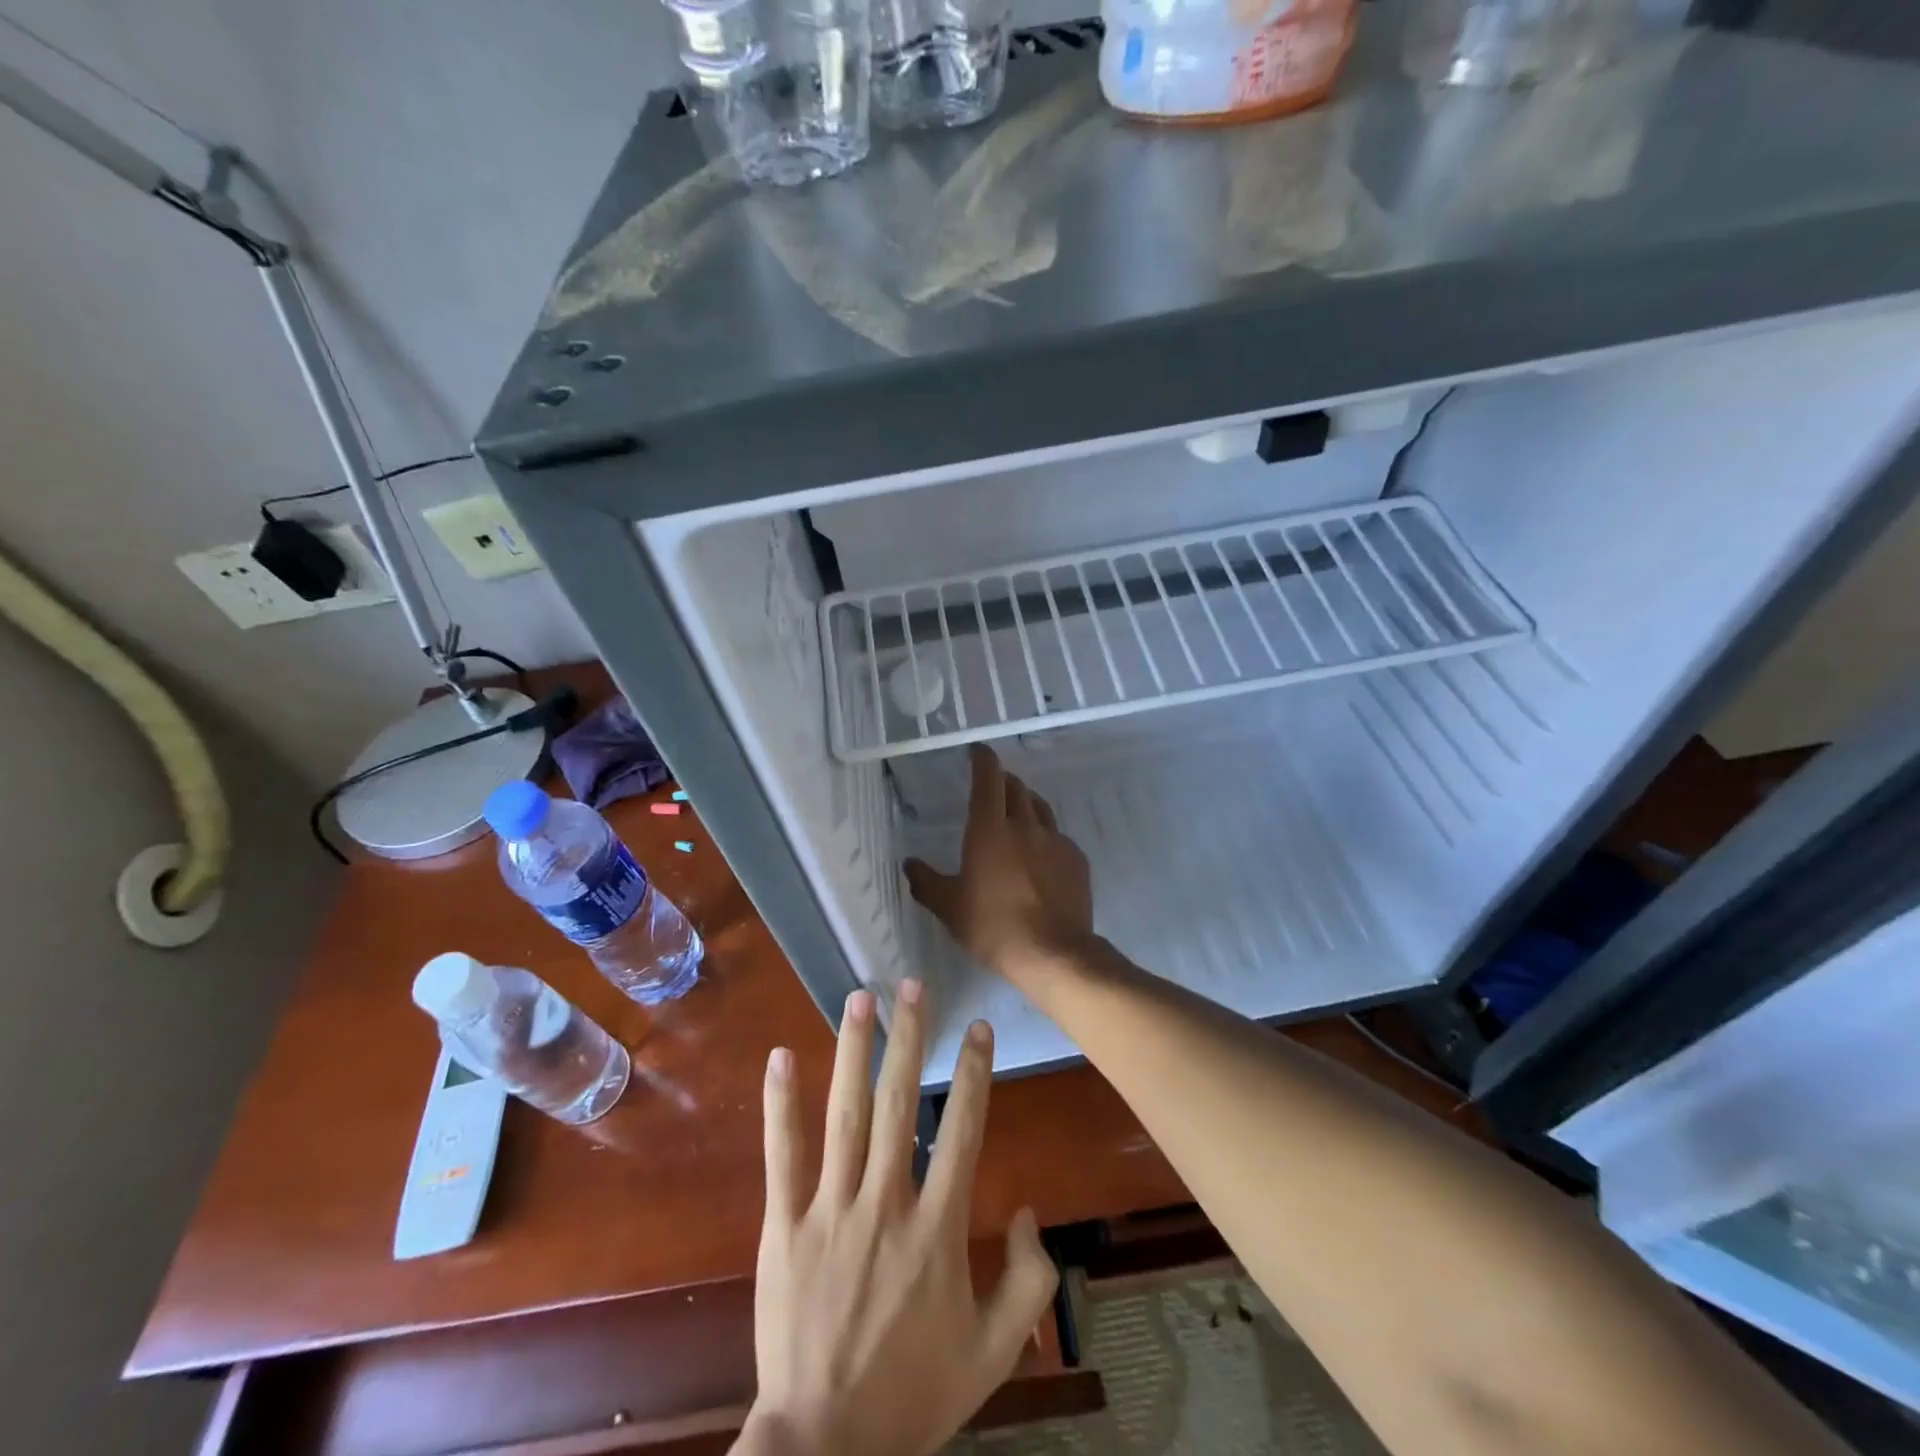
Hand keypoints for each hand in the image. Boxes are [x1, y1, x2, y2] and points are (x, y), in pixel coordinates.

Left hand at [742, 980, 1058, 1455]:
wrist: (825, 1450)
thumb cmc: (914, 1394)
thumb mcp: (994, 1353)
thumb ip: (1028, 1281)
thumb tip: (1031, 1209)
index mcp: (937, 1230)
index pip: (961, 1131)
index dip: (973, 1074)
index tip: (977, 1026)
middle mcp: (885, 1204)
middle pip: (898, 1104)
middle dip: (909, 1038)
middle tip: (912, 983)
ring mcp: (830, 1211)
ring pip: (844, 1115)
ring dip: (853, 1051)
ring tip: (860, 997)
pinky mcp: (784, 1227)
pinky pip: (783, 1156)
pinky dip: (780, 1104)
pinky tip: (781, 1056)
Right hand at [905, 745, 1094, 988]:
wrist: (1054, 954)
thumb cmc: (994, 927)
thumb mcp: (950, 908)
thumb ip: (927, 882)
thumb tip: (909, 863)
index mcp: (990, 830)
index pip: (988, 779)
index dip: (983, 759)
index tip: (978, 751)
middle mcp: (1025, 825)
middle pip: (1016, 788)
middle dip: (1002, 780)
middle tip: (992, 786)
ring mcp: (1055, 841)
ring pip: (1039, 808)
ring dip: (1025, 803)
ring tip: (1016, 813)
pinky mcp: (1076, 859)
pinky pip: (1057, 836)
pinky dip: (1044, 835)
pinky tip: (1040, 855)